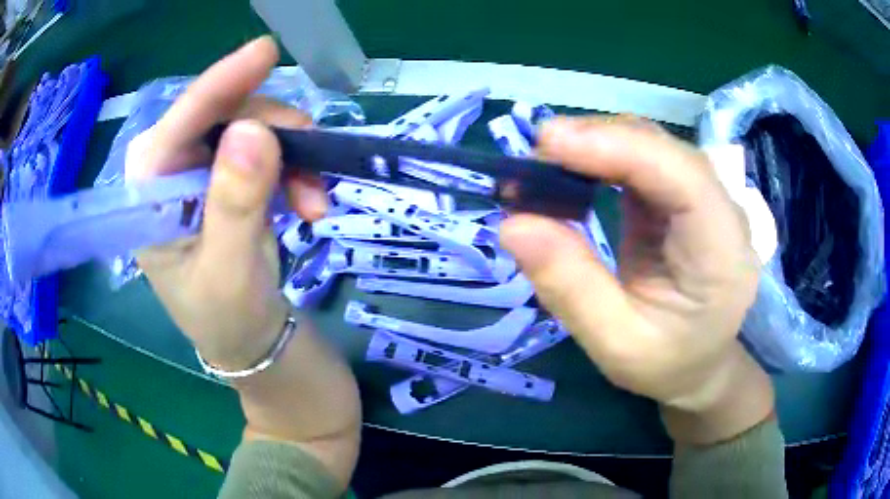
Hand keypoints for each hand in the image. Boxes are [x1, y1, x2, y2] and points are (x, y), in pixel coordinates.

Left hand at [126, 37, 327, 368]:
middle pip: (221, 115)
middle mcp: (169, 170)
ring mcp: (199, 170)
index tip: (265, 52)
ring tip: (315, 199)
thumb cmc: (226, 318)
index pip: (180, 124)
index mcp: (149, 193)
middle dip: (271, 131)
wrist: (249, 340)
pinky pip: (266, 148)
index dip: (221, 84)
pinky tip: (310, 199)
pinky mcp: (226, 176)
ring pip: (251, 128)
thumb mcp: (229, 272)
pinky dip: (294, 168)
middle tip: (310, 159)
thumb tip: (254, 131)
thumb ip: (234, 203)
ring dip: (290, 155)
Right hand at [500, 116, 772, 443]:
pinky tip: (572, 171)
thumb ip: (570, 288)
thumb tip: (512, 225)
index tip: (549, 144)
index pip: (682, 177)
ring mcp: (706, 197)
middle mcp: (724, 211)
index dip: (618, 148)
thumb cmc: (666, 363)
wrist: (700, 362)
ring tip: (543, 167)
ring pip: (651, 144)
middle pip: (664, 149)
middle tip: (532, 161)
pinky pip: (643, 158)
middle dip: (596, 141)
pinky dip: (602, 156)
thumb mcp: (615, 345)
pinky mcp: (683, 195)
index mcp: (723, 255)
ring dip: (595, 144)